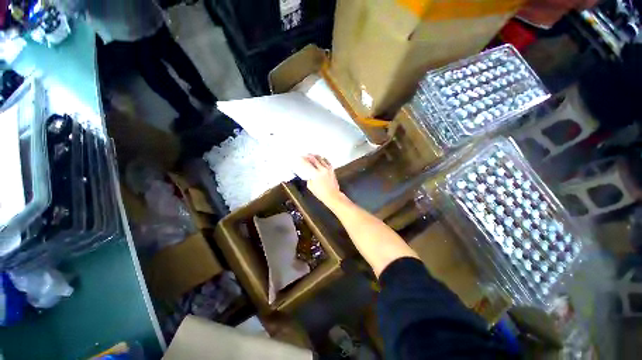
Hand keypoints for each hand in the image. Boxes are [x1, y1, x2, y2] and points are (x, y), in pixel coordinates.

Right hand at [300, 155, 344, 207]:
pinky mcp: (332, 170)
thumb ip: (309, 178)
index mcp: (316, 174)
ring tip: (312, 155)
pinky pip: (327, 161)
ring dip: (315, 156)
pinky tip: (321, 158)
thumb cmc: (321, 193)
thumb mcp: (311, 186)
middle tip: (305, 155)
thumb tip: (308, 173)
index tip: (300, 158)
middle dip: (308, 156)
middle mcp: (322, 170)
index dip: (303, 160)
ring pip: (321, 158)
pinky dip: (323, 159)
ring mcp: (328, 169)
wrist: (332, 195)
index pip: (307, 164)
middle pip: (314, 159)